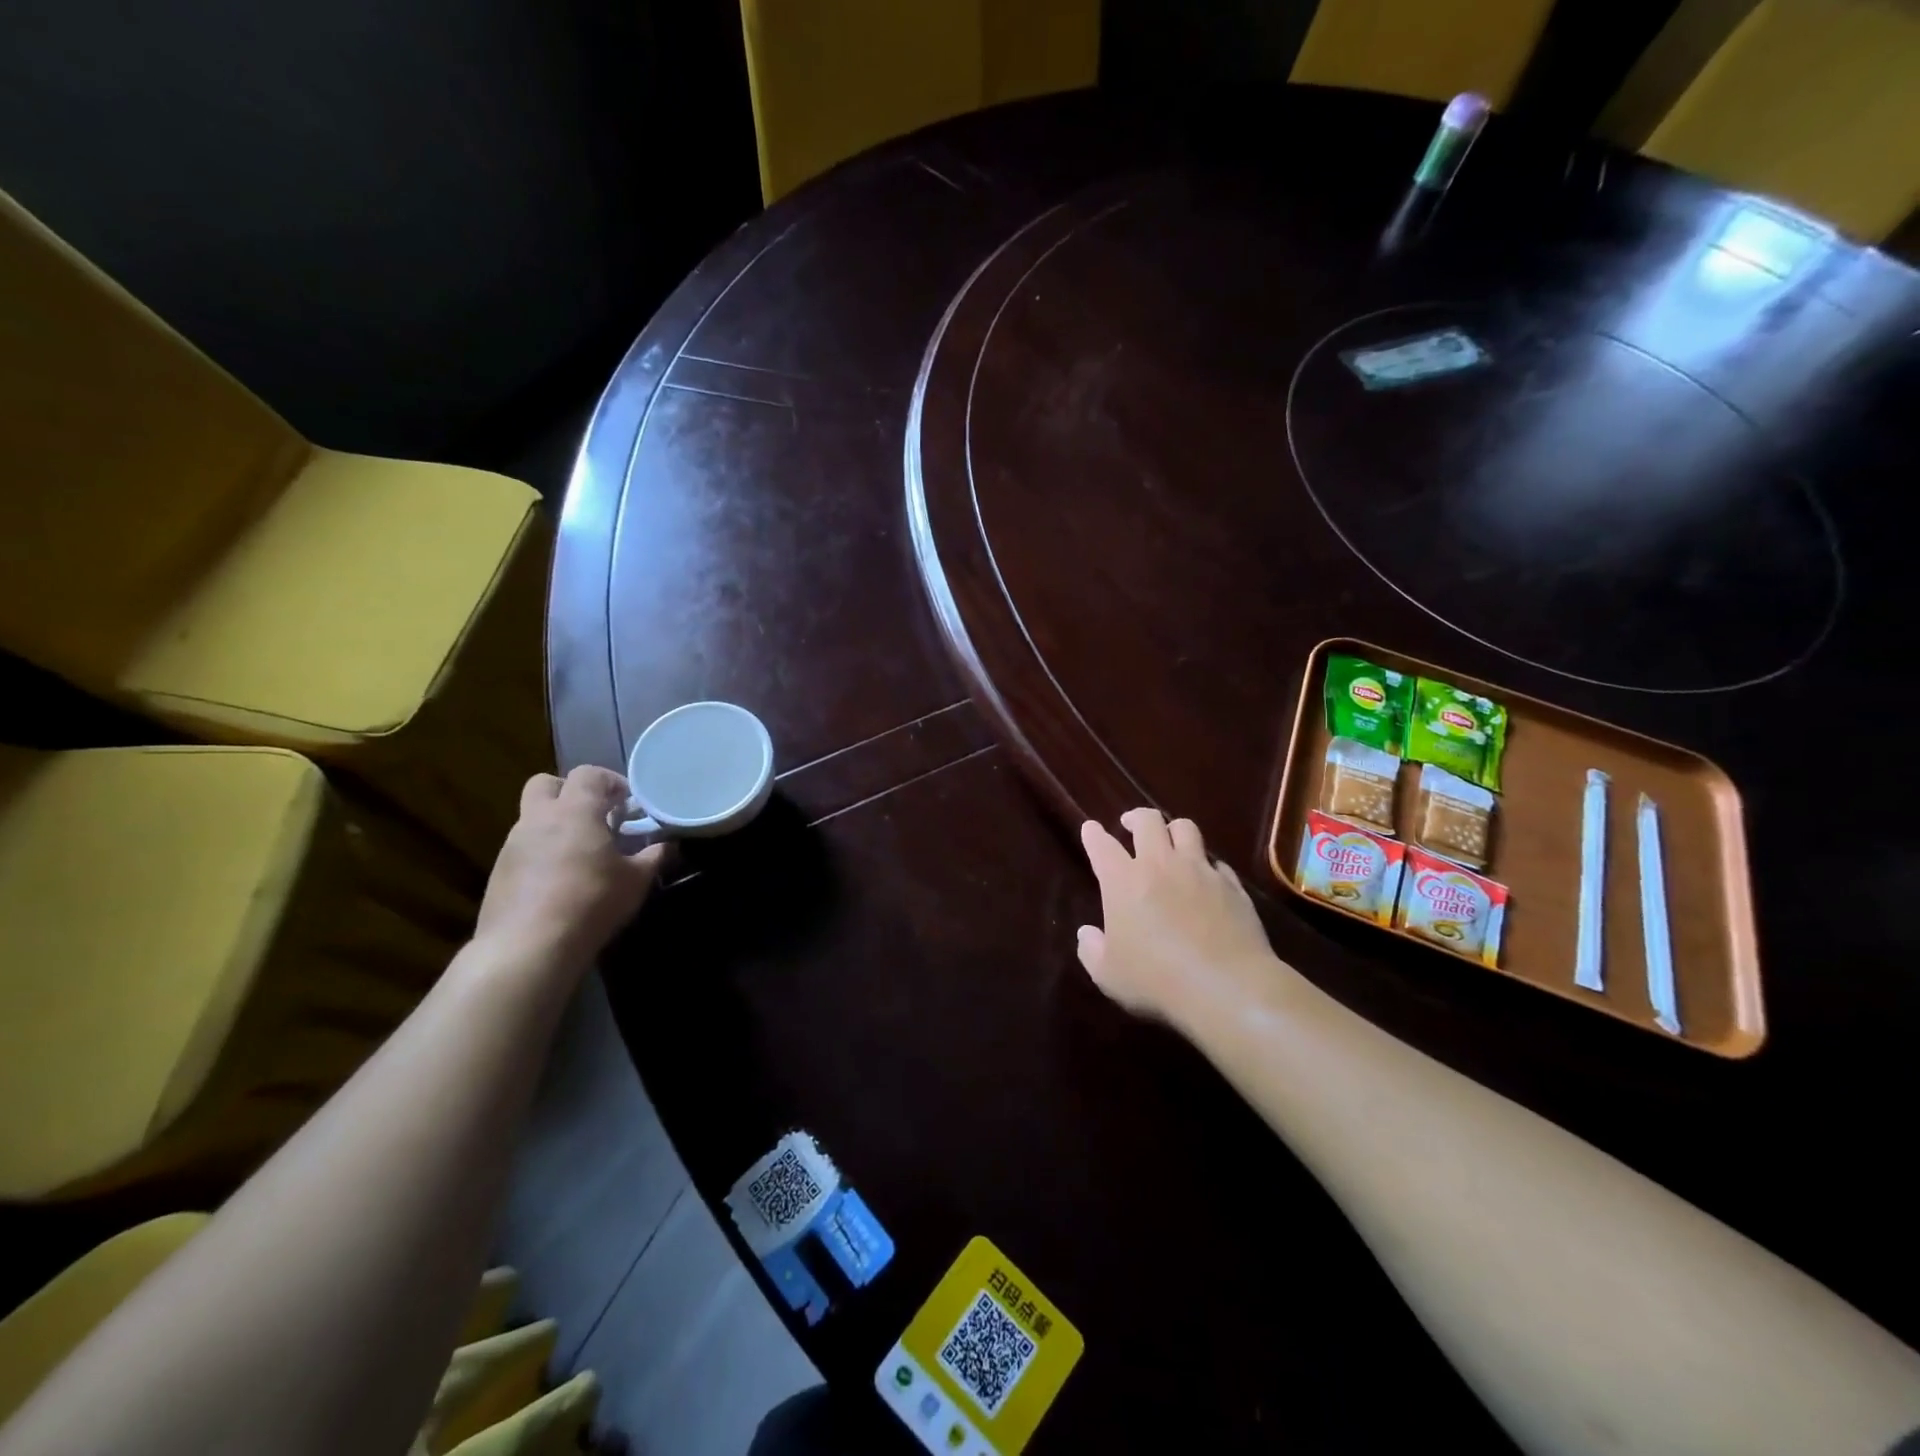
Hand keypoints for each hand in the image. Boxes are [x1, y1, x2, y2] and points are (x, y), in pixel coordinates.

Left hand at [475, 767, 666, 968]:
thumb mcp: (635, 881)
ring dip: (556, 824)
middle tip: (595, 815)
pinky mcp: (499, 872)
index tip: (627, 802)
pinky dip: (542, 851)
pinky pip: (524, 847)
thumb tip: (669, 845)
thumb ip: (654, 857)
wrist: (528, 947)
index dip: (610, 781)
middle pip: (546, 784)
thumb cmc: (590, 902)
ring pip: (533, 817)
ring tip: (581, 852)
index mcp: (575, 811)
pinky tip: (560, 879)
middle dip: (570, 792)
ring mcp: (513, 845)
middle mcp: (539, 819)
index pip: (588, 774)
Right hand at [1077, 808, 1285, 1030]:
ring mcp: (1200, 871)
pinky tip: (1207, 878)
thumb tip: (1087, 933)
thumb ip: (1092, 950)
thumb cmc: (1156, 980)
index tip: (1090, 828)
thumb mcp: (1108, 975)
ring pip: (1186, 829)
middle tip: (1131, 825)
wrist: (1226, 987)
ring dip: (1174, 830)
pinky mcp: (1231, 886)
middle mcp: (1160, 865)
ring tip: (1171, 840)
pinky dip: (1207, 865)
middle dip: (1136, 817)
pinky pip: (1217, 862)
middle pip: (1148, 821)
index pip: (1102, 845)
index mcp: (1123, 881)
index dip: (1093, 834)